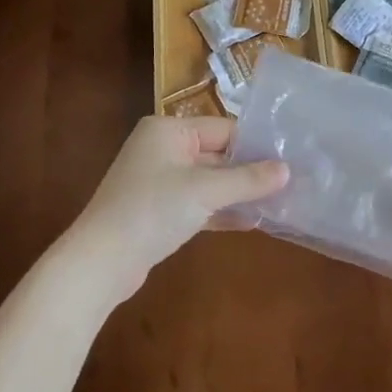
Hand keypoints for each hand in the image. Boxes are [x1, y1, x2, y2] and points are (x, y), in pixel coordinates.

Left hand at [67, 116, 287, 302]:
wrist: (100, 262)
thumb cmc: (152, 211)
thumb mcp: (205, 191)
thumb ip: (247, 179)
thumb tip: (287, 170)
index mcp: (168, 130)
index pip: (224, 129)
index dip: (256, 145)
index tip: (290, 159)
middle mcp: (162, 148)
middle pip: (217, 154)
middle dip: (250, 171)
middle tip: (291, 182)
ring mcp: (158, 181)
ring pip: (209, 181)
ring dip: (238, 193)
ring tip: (279, 203)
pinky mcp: (158, 210)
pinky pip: (198, 203)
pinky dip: (221, 211)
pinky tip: (252, 222)